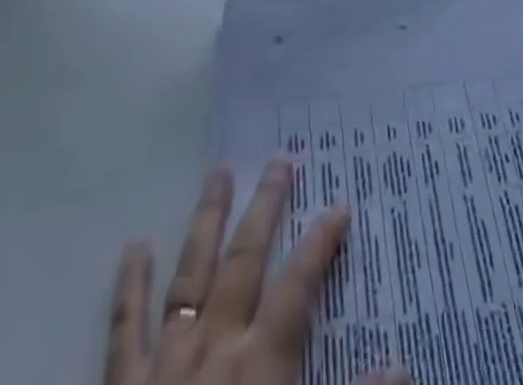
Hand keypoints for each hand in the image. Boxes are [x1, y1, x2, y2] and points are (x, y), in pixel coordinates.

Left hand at [105, 161, 405, 384]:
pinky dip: (130, 285)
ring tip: (217, 172)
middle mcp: (215, 346)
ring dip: (206, 221)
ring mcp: (165, 361)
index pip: (298, 286)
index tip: (338, 204)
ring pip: (191, 274)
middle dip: (265, 208)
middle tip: (279, 160)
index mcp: (261, 365)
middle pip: (244, 260)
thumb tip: (400, 365)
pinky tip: (135, 245)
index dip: (320, 243)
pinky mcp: (122, 384)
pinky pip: (125, 327)